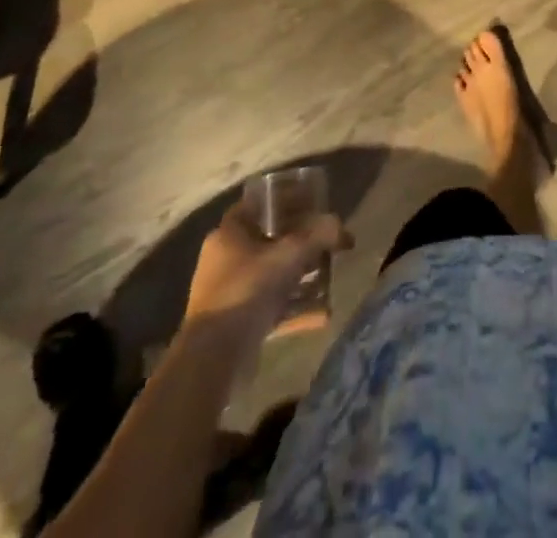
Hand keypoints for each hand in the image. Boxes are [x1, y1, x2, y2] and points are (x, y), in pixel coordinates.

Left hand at [185, 197, 349, 329]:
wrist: (214, 358)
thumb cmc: (248, 289)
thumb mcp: (290, 253)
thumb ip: (320, 235)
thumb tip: (342, 228)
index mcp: (229, 233)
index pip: (259, 204)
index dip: (286, 199)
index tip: (313, 202)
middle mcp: (225, 260)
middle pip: (269, 241)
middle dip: (301, 243)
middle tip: (327, 242)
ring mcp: (230, 293)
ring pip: (273, 276)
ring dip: (302, 277)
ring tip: (330, 278)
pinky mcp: (237, 323)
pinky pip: (272, 307)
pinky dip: (296, 308)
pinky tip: (323, 314)